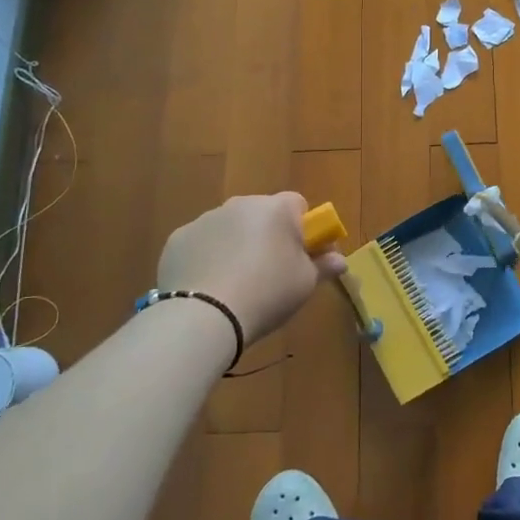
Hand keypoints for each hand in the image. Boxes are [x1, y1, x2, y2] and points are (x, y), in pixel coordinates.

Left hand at [156, 192, 344, 343]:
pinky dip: (206, 257)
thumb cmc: (267, 294)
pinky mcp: (178, 238)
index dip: (302, 228)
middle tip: (269, 271)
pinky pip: (201, 243)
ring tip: (235, 284)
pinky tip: (207, 287)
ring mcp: (206, 219)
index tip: (301, 255)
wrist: (204, 316)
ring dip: (236, 244)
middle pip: (262, 213)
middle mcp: (241, 204)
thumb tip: (340, 260)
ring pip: (230, 227)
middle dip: (267, 235)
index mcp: (277, 209)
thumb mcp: (305, 284)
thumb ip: (324, 266)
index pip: (298, 204)